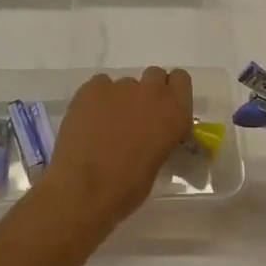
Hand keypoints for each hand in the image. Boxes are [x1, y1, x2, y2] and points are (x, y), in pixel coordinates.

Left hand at [36, 68, 195, 230]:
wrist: (84, 190)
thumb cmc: (127, 187)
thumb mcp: (158, 160)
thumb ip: (160, 135)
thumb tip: (152, 132)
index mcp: (175, 111)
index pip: (181, 79)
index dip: (171, 91)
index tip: (163, 107)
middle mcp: (151, 92)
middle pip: (154, 75)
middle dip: (147, 92)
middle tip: (135, 116)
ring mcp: (120, 86)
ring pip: (124, 84)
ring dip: (120, 99)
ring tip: (105, 126)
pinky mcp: (92, 88)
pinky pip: (99, 85)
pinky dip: (97, 100)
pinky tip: (88, 121)